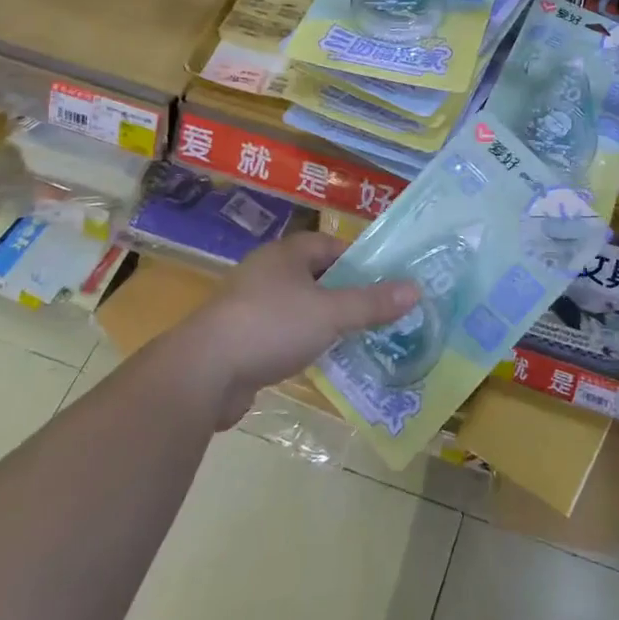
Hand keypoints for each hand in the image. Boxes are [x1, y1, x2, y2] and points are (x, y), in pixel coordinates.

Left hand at [190, 233, 418, 427]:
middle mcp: (267, 272)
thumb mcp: (331, 313)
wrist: (202, 374)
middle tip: (379, 313)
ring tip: (358, 340)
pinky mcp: (240, 340)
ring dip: (325, 322)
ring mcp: (249, 307)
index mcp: (286, 254)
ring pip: (299, 308)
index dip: (359, 261)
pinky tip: (320, 363)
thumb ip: (372, 303)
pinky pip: (282, 335)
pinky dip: (302, 345)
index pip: (331, 245)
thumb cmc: (271, 326)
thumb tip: (416, 289)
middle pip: (317, 277)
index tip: (384, 282)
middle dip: (346, 294)